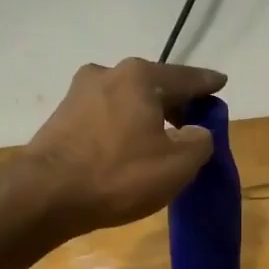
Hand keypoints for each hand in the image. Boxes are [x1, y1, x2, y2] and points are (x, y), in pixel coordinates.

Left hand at [25, 58, 225, 232]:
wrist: (47, 194)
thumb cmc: (119, 175)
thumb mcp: (177, 165)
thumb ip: (199, 142)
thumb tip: (197, 132)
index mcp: (140, 76)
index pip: (185, 78)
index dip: (207, 84)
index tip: (221, 84)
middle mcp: (107, 73)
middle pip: (152, 86)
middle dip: (174, 103)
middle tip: (191, 122)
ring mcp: (78, 95)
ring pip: (125, 102)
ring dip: (145, 117)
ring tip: (158, 140)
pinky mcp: (61, 119)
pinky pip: (104, 119)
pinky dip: (122, 129)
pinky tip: (126, 150)